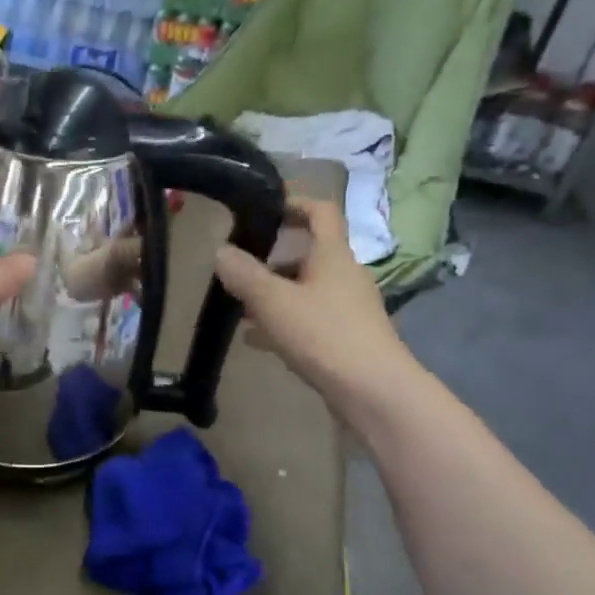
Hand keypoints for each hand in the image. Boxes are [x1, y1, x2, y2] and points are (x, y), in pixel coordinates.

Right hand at [213, 198, 415, 409]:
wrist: (373, 391)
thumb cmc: (324, 335)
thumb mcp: (274, 302)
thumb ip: (245, 275)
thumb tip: (221, 250)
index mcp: (333, 255)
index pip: (321, 211)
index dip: (294, 203)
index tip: (263, 208)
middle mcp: (345, 275)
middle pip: (308, 254)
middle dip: (272, 258)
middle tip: (238, 268)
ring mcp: (348, 308)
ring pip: (305, 290)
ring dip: (274, 293)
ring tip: (239, 307)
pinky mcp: (346, 338)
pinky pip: (308, 320)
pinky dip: (283, 322)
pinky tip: (255, 339)